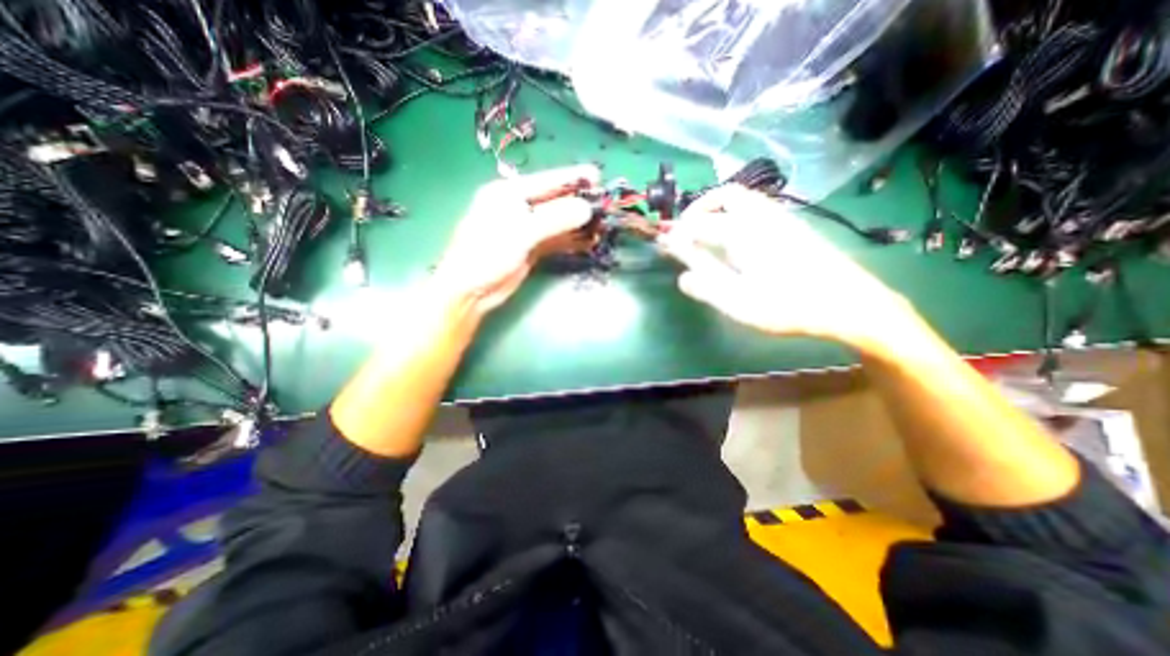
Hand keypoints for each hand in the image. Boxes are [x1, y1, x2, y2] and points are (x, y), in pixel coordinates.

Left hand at [429, 166, 598, 313]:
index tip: (597, 175)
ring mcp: (525, 229)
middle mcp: (518, 207)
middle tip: (605, 204)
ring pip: (557, 221)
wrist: (471, 291)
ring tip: (601, 224)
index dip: (572, 178)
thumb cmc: (487, 254)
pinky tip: (587, 241)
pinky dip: (570, 240)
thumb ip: (554, 219)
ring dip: (577, 223)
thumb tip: (586, 208)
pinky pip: (555, 239)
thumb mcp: (520, 233)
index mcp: (508, 193)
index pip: (546, 181)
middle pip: (554, 200)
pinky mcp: (531, 248)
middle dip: (579, 202)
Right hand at [662, 184, 917, 352]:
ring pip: (743, 200)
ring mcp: (780, 219)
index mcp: (744, 233)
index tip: (663, 243)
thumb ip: (707, 285)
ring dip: (719, 209)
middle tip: (686, 231)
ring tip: (706, 234)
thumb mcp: (740, 303)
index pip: (699, 224)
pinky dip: (735, 215)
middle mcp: (761, 217)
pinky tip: (735, 241)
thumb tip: (681, 276)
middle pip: (725, 196)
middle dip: (699, 208)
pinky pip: (756, 209)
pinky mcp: (792, 228)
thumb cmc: (790, 305)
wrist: (850, 303)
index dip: (677, 233)